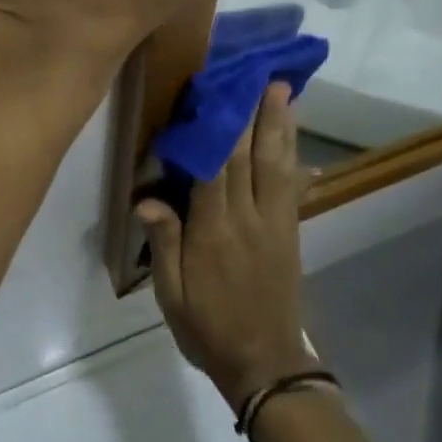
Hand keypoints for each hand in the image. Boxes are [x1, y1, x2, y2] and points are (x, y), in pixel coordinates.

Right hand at [137, 83, 315, 408]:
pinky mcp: (290, 230)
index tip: (214, 93)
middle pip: (249, 157)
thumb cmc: (209, 329)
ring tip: (283, 88)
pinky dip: (294, 154)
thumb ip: (164, 245)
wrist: (265, 367)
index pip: (214, 171)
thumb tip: (146, 200)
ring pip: (276, 164)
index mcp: (213, 234)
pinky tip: (295, 134)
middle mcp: (247, 219)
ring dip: (279, 124)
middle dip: (253, 113)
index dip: (216, 130)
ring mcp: (274, 223)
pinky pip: (293, 184)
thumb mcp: (173, 297)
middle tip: (258, 73)